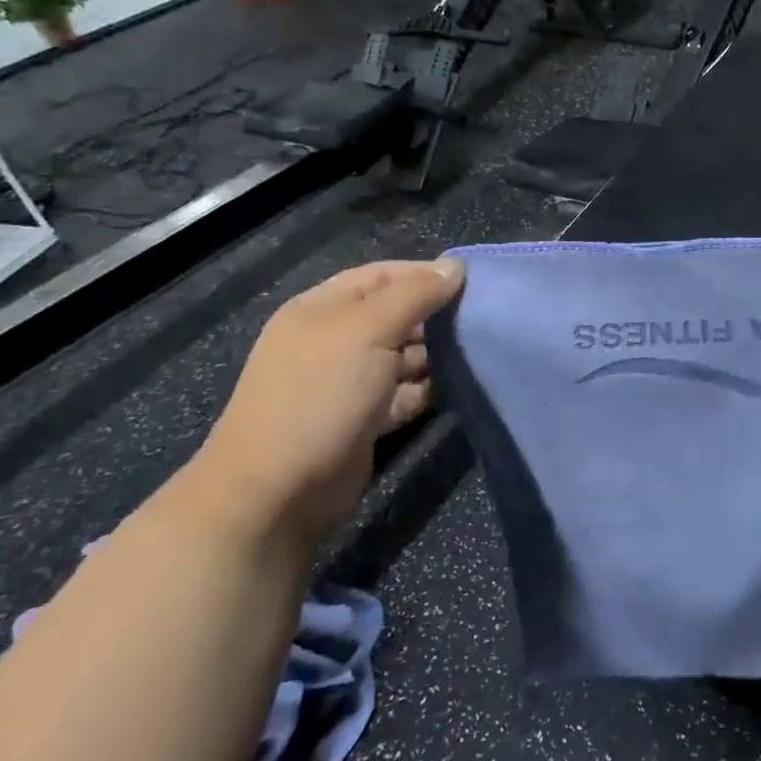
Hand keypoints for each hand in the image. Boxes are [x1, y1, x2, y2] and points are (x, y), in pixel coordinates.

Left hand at [189, 259, 464, 546]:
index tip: (472, 282)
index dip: (424, 274)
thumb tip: (455, 267)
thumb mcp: (368, 330)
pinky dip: (427, 390)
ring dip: (436, 355)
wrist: (278, 492)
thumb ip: (414, 294)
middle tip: (481, 319)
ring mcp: (348, 383)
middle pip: (395, 315)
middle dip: (435, 316)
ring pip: (403, 356)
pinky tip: (457, 388)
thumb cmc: (321, 395)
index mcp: (323, 309)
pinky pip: (403, 394)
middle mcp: (334, 341)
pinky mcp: (363, 420)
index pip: (381, 275)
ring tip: (477, 352)